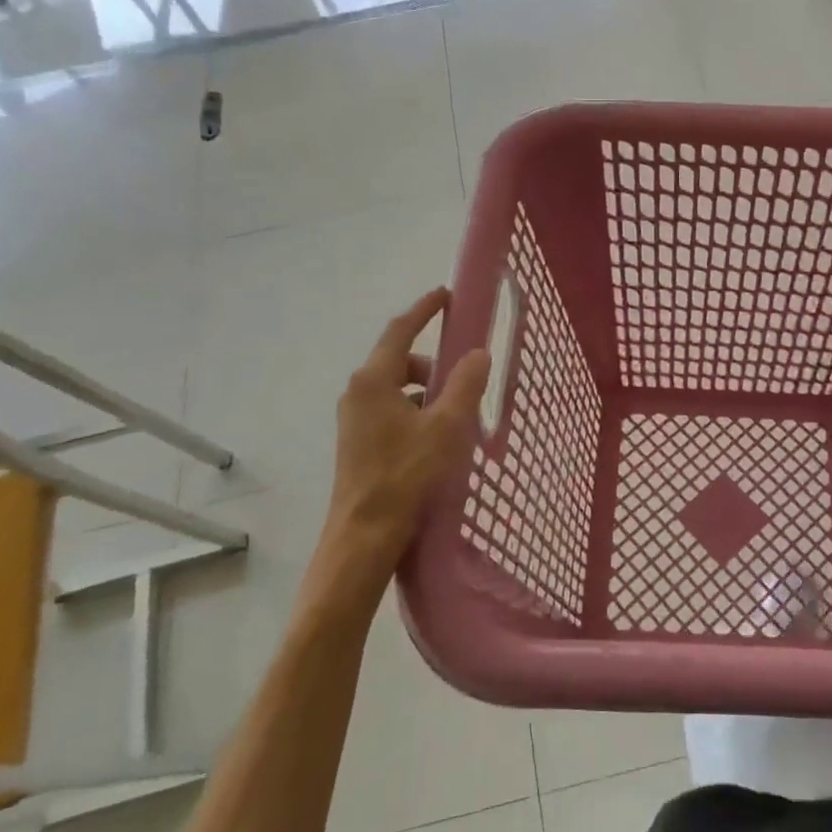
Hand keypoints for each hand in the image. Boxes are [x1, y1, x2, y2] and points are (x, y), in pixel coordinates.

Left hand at [306, 290, 490, 614]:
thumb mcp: (446, 427)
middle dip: (433, 364)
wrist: (364, 536)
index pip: (400, 330)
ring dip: (426, 392)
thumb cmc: (406, 475)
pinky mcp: (357, 442)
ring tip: (454, 418)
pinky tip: (435, 440)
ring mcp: (354, 418)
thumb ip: (464, 385)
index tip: (446, 295)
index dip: (424, 310)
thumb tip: (478, 353)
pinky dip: (415, 411)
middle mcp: (357, 393)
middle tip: (464, 381)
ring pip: (396, 388)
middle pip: (399, 360)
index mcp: (374, 380)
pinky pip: (391, 410)